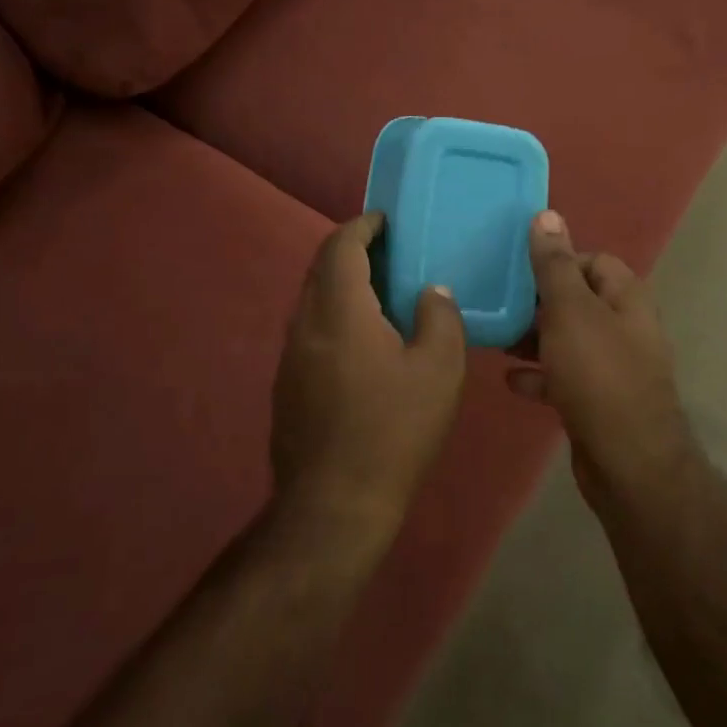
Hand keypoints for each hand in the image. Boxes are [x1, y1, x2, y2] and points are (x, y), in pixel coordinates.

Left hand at [271, 213, 466, 537]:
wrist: (333, 504)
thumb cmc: (393, 431)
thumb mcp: (439, 370)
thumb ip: (439, 317)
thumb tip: (431, 292)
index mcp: (339, 310)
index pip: (341, 246)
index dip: (363, 226)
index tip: (387, 221)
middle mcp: (305, 324)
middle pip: (321, 269)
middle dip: (352, 252)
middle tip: (391, 253)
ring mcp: (290, 356)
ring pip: (313, 301)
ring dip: (343, 286)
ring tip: (383, 294)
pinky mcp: (286, 385)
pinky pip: (310, 331)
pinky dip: (335, 317)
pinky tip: (364, 343)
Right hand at [506, 211, 692, 496]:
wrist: (627, 463)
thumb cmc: (598, 376)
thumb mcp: (570, 312)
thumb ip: (555, 265)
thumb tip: (547, 215)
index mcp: (625, 299)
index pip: (593, 261)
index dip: (558, 261)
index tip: (519, 270)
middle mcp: (624, 328)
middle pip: (578, 301)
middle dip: (538, 302)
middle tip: (498, 303)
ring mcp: (613, 367)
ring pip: (568, 340)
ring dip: (534, 338)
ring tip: (497, 339)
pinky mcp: (598, 401)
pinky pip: (564, 377)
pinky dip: (540, 376)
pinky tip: (511, 381)